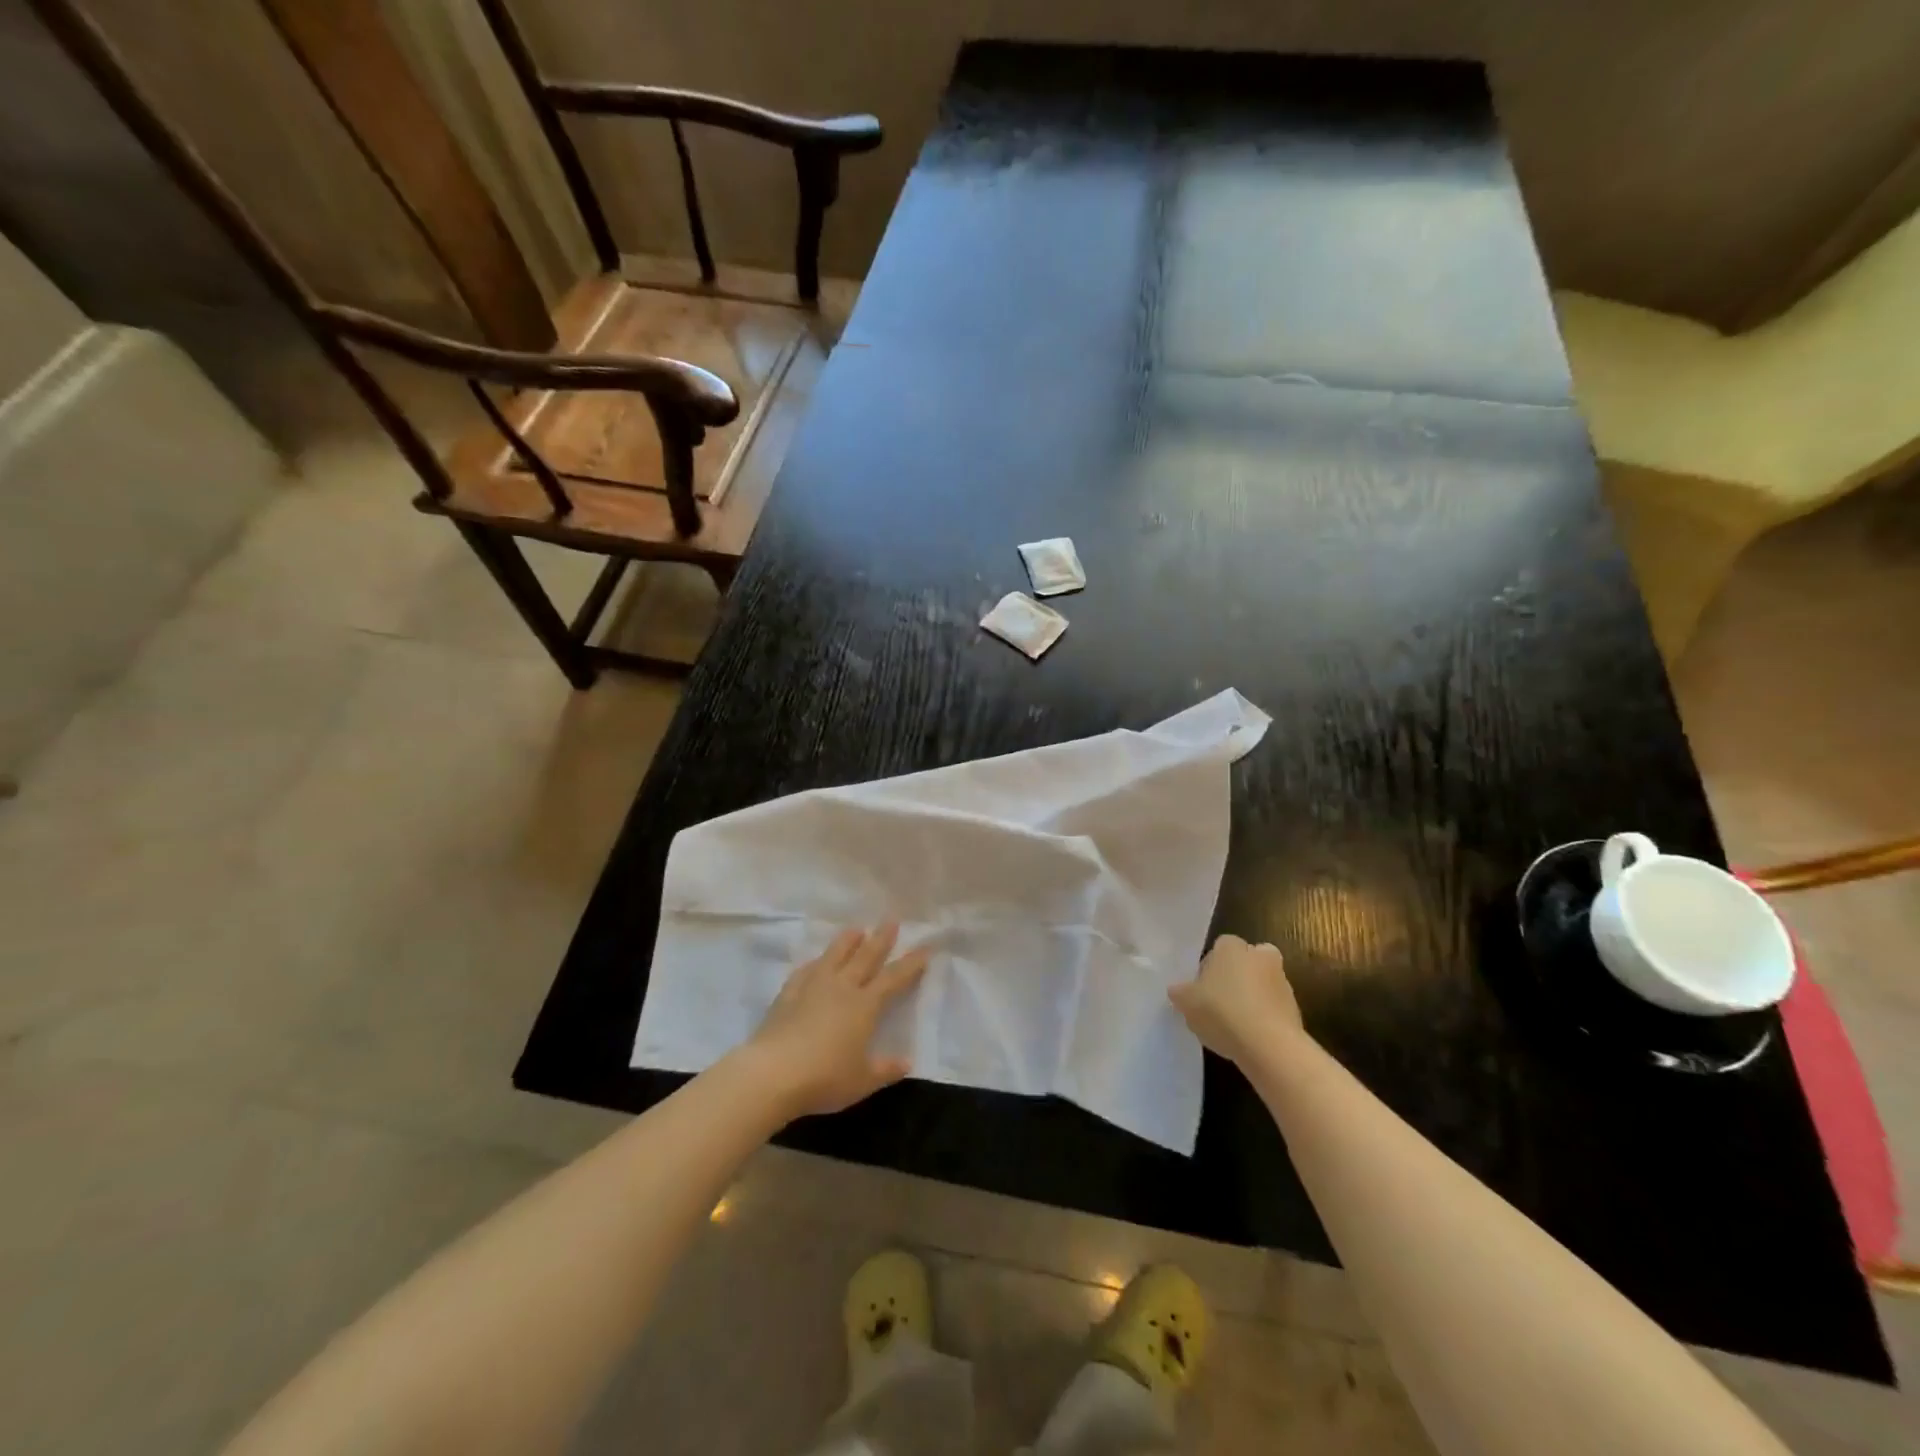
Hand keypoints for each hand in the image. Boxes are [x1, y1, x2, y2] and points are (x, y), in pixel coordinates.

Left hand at [746, 924, 928, 1118]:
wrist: (773, 1073)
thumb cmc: (825, 1078)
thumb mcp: (862, 1080)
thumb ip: (886, 1069)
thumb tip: (907, 1062)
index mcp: (865, 1005)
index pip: (893, 978)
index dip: (911, 963)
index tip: (925, 947)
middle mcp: (842, 988)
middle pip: (865, 957)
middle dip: (881, 939)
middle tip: (891, 921)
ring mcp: (812, 986)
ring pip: (834, 955)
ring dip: (847, 941)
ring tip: (856, 929)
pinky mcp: (788, 994)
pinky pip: (806, 971)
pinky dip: (816, 963)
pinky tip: (816, 962)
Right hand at [1168, 934, 1302, 1065]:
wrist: (1269, 1045)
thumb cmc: (1222, 1012)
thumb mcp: (1186, 1002)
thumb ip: (1180, 992)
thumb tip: (1178, 990)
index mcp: (1232, 947)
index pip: (1220, 946)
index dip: (1210, 965)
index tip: (1202, 986)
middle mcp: (1260, 956)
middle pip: (1246, 961)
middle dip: (1236, 976)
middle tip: (1220, 1000)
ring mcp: (1282, 982)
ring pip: (1262, 984)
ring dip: (1251, 997)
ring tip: (1233, 1024)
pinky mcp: (1295, 1009)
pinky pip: (1273, 1008)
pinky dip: (1263, 1017)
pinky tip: (1249, 1037)